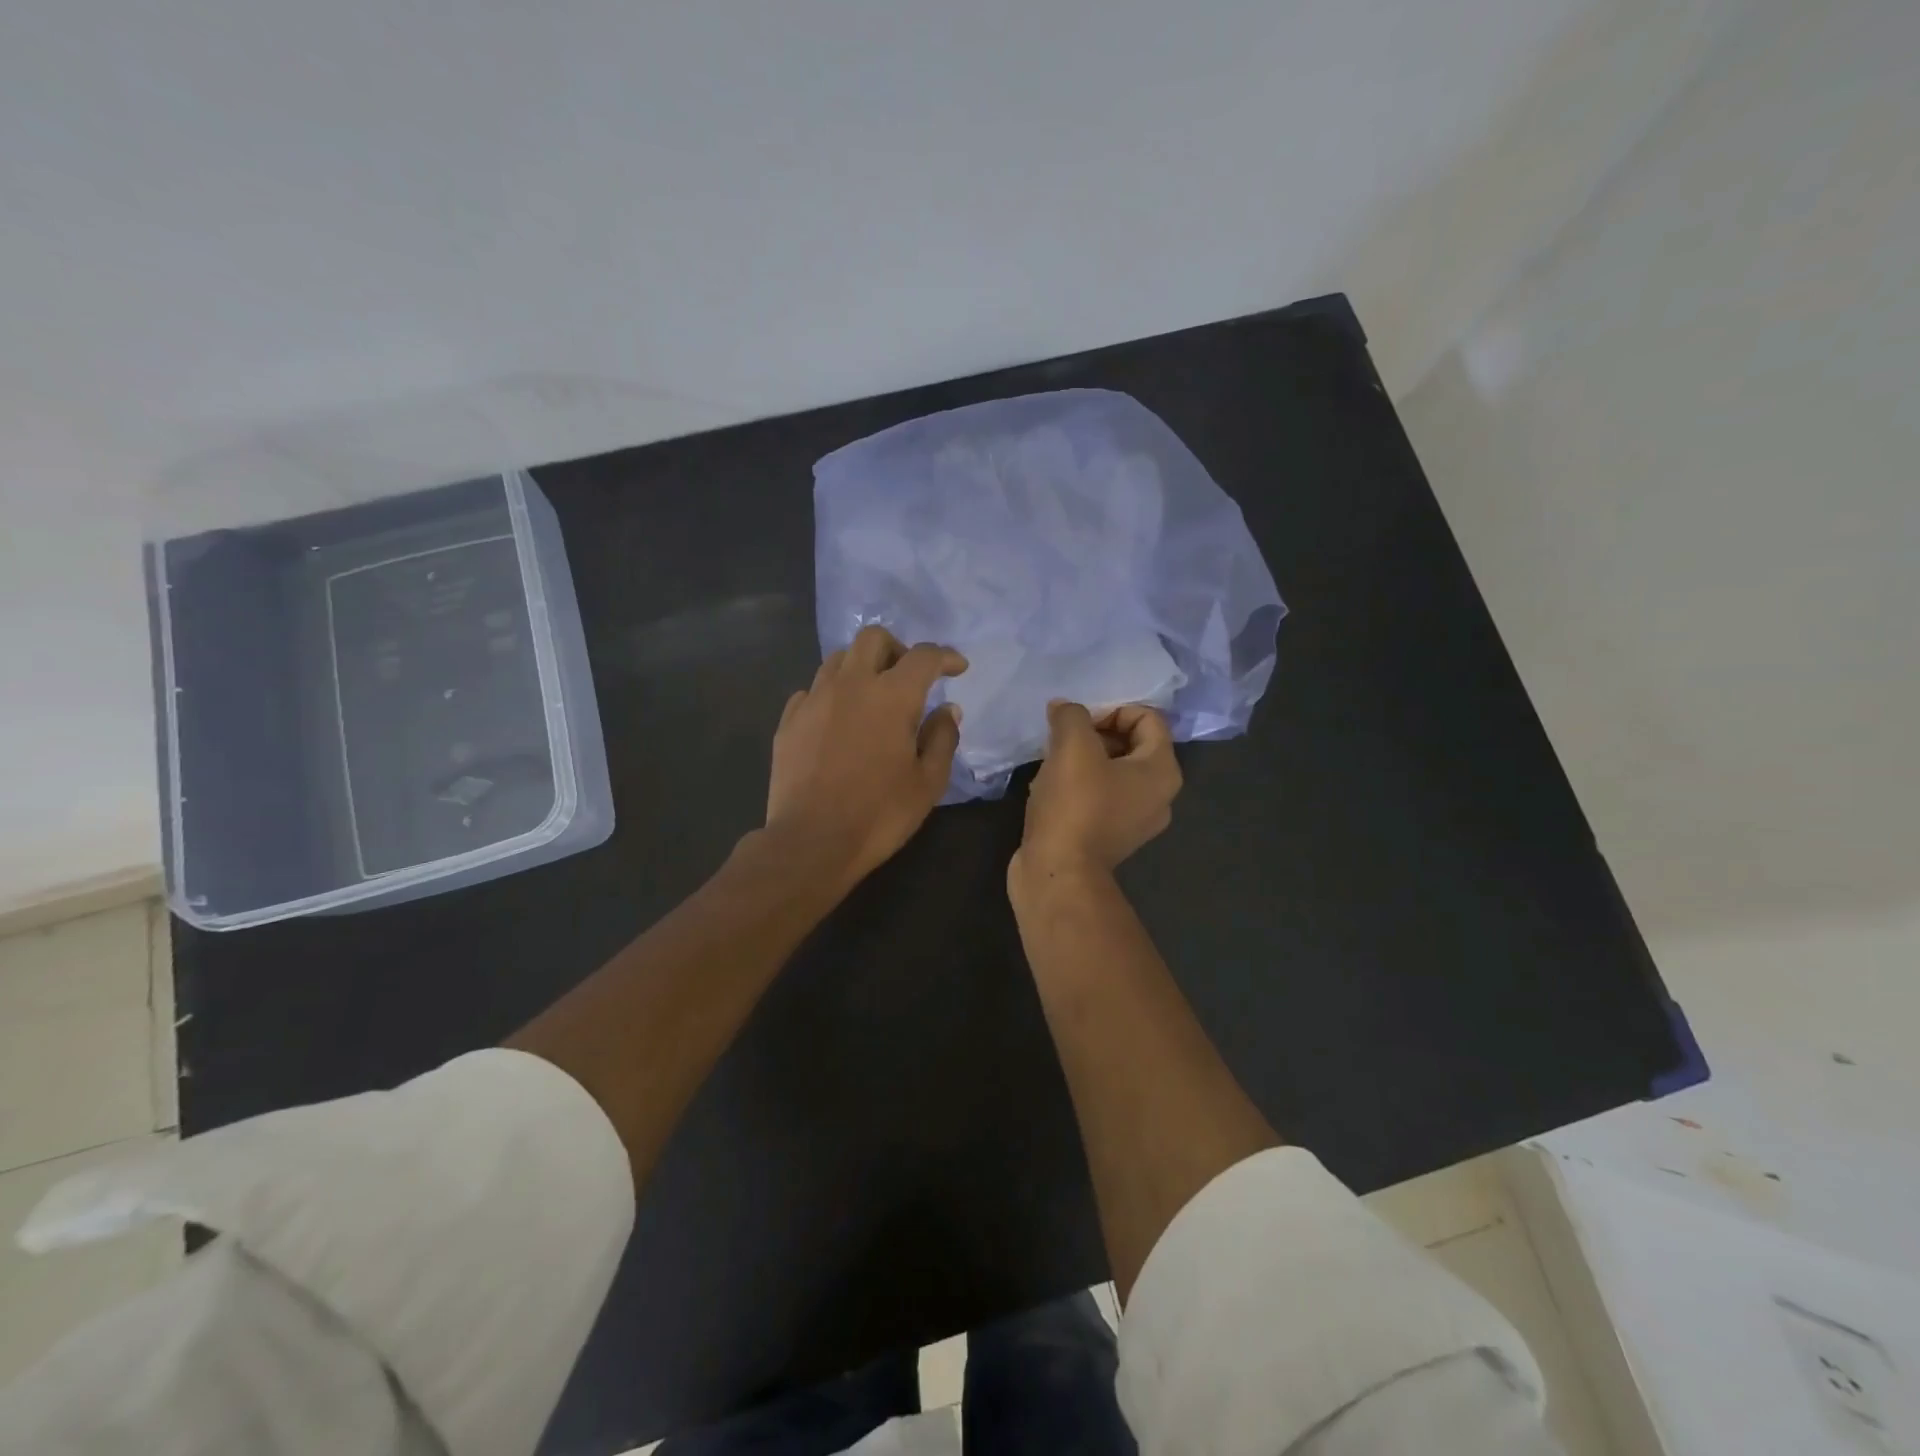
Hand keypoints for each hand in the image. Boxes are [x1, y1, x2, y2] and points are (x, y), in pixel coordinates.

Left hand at [765, 624, 966, 890]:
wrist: (811, 841)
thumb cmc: (879, 814)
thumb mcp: (928, 782)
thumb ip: (942, 738)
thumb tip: (947, 709)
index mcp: (892, 696)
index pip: (923, 656)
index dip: (945, 656)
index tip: (957, 669)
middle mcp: (850, 684)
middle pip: (873, 638)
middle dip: (898, 649)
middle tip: (909, 678)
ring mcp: (814, 699)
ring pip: (838, 659)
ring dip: (862, 667)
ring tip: (872, 696)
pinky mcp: (789, 720)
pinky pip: (812, 690)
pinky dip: (832, 694)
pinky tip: (838, 720)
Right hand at [1012, 701, 1182, 888]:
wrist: (1057, 874)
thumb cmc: (1075, 805)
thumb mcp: (1072, 746)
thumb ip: (1071, 716)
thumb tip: (1064, 709)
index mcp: (1162, 771)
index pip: (1147, 718)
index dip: (1111, 710)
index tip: (1078, 723)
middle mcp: (1158, 796)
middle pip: (1130, 744)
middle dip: (1093, 734)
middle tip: (1061, 739)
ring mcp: (1134, 820)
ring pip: (1110, 771)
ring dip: (1081, 760)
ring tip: (1051, 763)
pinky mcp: (1108, 837)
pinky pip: (1097, 797)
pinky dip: (1076, 786)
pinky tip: (1048, 789)